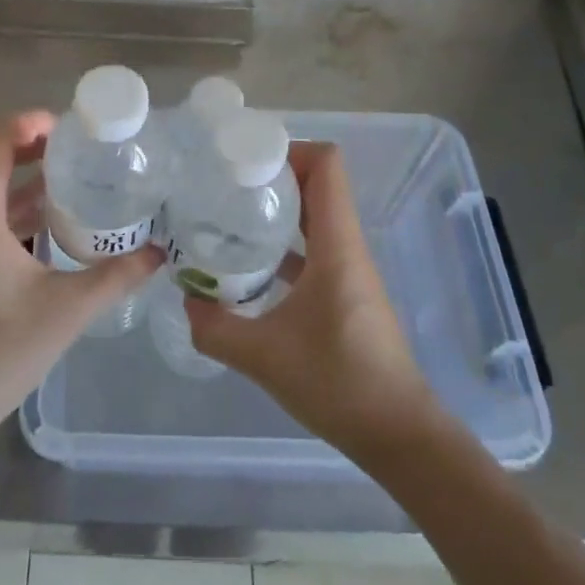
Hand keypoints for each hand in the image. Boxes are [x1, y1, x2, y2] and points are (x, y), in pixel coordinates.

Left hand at [0, 111, 162, 448]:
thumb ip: (115, 276)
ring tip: (74, 182)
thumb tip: (159, 253)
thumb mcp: (67, 310)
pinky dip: (14, 211)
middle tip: (80, 150)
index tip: (69, 128)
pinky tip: (50, 229)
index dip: (28, 124)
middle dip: (33, 148)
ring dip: (25, 181)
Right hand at [186, 141, 437, 454]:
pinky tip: (251, 266)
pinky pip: (313, 248)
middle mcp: (346, 246)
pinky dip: (284, 245)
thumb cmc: (338, 383)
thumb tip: (187, 301)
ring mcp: (348, 270)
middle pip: (317, 184)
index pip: (326, 165)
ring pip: (314, 217)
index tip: (243, 161)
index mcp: (336, 245)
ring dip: (276, 210)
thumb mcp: (263, 357)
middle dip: (272, 176)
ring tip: (229, 216)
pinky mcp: (344, 293)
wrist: (398, 435)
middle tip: (224, 185)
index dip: (288, 150)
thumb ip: (215, 328)